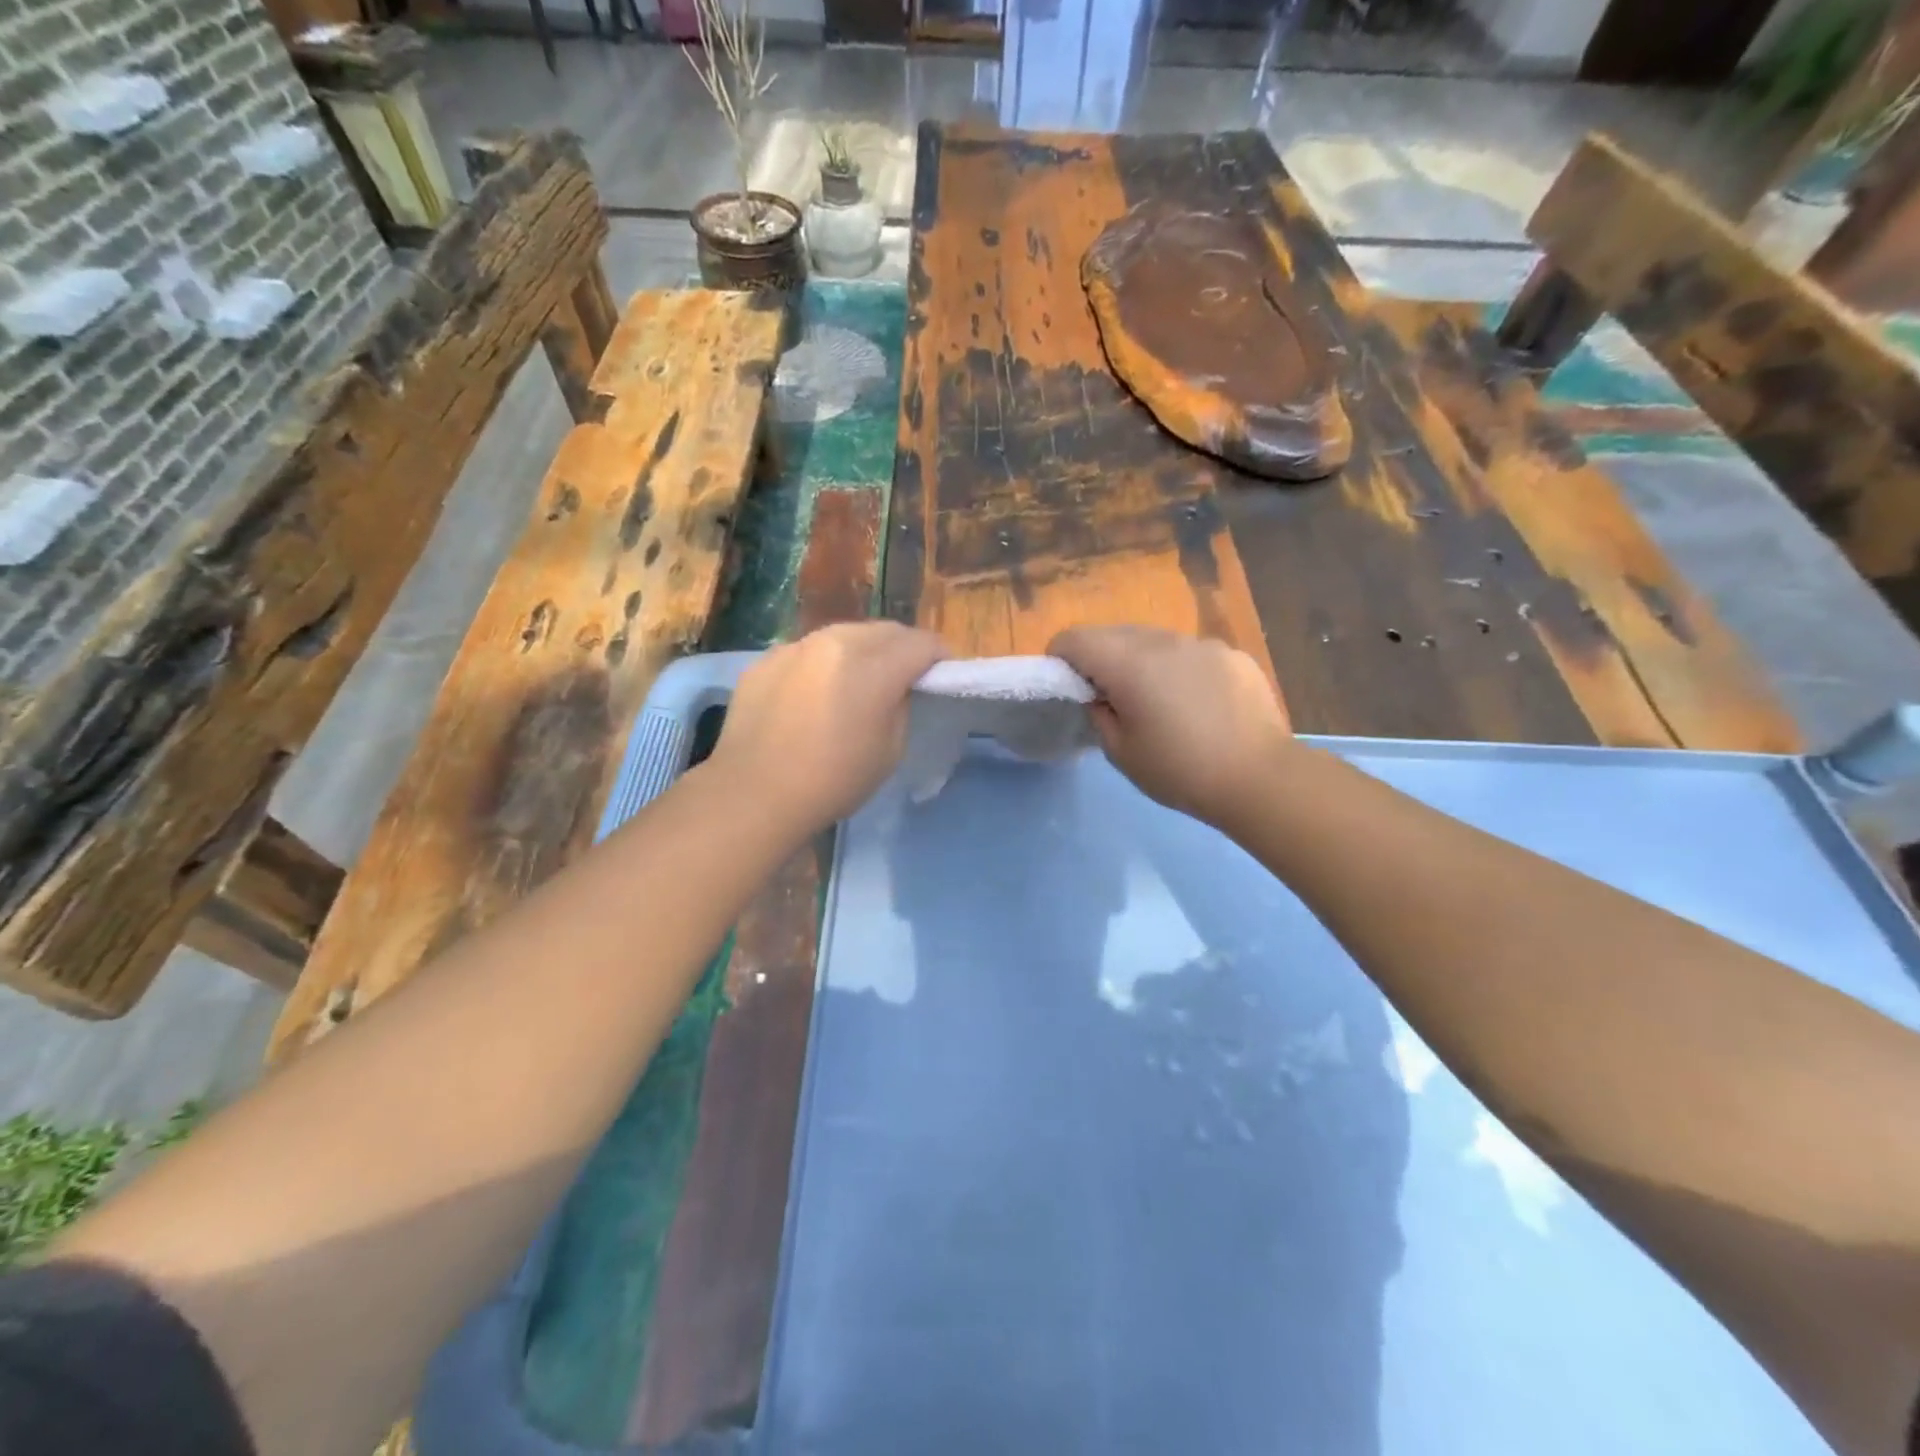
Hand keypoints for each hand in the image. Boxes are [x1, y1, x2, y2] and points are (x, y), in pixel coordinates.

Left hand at [707, 622, 947, 835]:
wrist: (753, 794)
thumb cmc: (833, 780)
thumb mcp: (890, 750)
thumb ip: (901, 706)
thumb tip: (897, 688)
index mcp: (872, 664)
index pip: (921, 643)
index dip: (940, 657)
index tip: (942, 676)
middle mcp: (834, 641)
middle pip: (884, 630)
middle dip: (903, 648)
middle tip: (906, 676)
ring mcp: (795, 647)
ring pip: (843, 635)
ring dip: (863, 651)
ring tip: (861, 680)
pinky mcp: (765, 660)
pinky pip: (807, 652)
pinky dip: (823, 665)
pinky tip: (816, 694)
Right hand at [1050, 625, 1291, 829]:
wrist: (1261, 779)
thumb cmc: (1181, 771)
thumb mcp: (1121, 753)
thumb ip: (1099, 715)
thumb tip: (1100, 697)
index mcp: (1128, 663)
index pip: (1075, 638)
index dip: (1060, 658)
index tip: (1066, 686)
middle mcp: (1163, 640)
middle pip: (1114, 633)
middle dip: (1100, 658)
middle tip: (1108, 699)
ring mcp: (1203, 644)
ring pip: (1154, 641)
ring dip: (1141, 662)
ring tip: (1156, 702)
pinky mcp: (1233, 655)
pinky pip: (1190, 653)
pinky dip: (1179, 670)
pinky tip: (1198, 706)